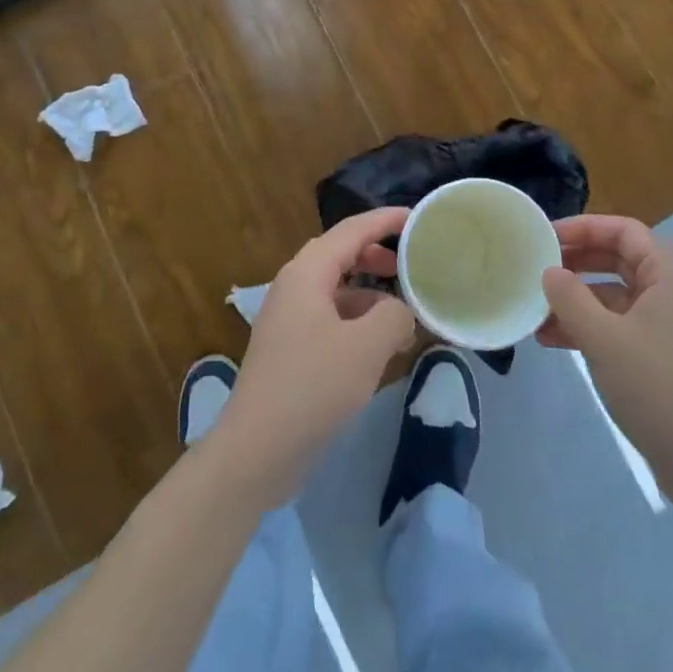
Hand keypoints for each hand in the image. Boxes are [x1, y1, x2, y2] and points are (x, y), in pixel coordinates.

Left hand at [208, 207, 415, 507]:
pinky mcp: (290, 349)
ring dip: (370, 294)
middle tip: (412, 265)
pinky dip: (358, 321)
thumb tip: (402, 312)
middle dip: (378, 256)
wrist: (255, 453)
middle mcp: (294, 285)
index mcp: (307, 272)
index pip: (352, 230)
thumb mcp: (366, 348)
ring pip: (337, 289)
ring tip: (404, 312)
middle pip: (342, 254)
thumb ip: (394, 316)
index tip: (417, 218)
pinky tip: (379, 347)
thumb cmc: (311, 388)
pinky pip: (330, 318)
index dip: (386, 220)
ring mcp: (288, 318)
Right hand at [538, 215, 672, 487]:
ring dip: (577, 299)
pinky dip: (589, 326)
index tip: (547, 237)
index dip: (585, 227)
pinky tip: (554, 341)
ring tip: (537, 311)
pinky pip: (620, 325)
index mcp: (670, 276)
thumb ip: (570, 298)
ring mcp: (669, 326)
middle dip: (577, 262)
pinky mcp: (662, 357)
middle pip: (619, 259)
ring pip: (616, 295)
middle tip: (539, 268)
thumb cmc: (657, 389)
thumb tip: (550, 271)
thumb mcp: (604, 338)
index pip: (624, 231)